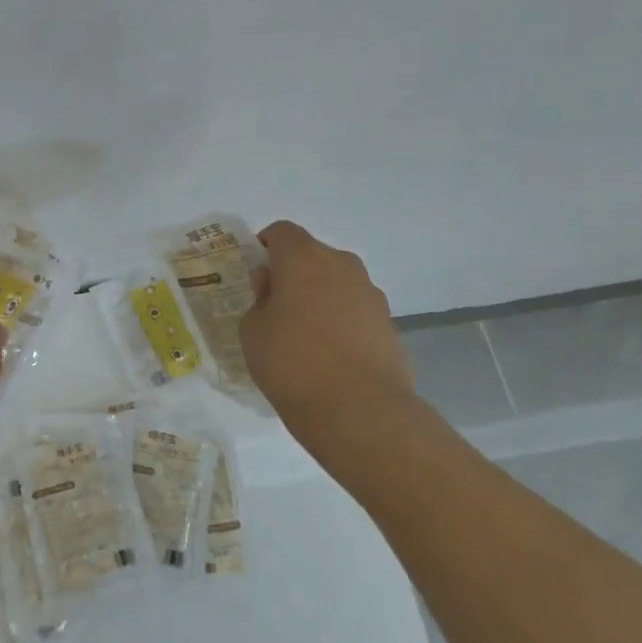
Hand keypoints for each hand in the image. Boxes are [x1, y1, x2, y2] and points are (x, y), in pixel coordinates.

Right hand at [240, 221, 416, 435]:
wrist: (360, 411)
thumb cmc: (292, 362)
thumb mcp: (252, 331)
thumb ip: (259, 301)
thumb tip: (274, 290)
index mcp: (303, 258)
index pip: (281, 232)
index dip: (265, 246)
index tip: (255, 274)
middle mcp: (341, 265)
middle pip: (312, 255)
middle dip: (293, 273)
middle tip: (276, 306)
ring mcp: (370, 294)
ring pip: (336, 282)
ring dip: (319, 296)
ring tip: (305, 335)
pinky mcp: (389, 324)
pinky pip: (355, 310)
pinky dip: (340, 321)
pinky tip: (330, 355)